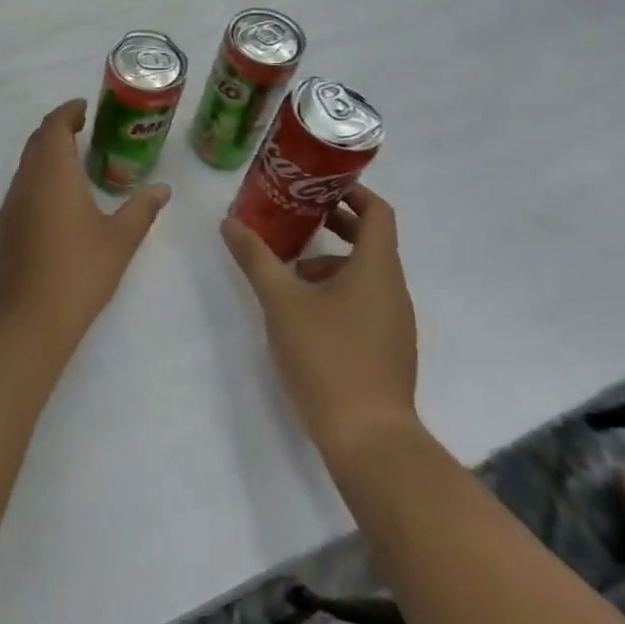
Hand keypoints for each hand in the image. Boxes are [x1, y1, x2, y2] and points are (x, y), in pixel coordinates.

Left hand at [0, 100, 170, 357]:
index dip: (68, 112)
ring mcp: (10, 204)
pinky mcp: (3, 226)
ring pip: (26, 165)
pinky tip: (57, 201)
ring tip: (74, 162)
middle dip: (57, 129)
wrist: (27, 316)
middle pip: (37, 141)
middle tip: (84, 130)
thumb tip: (162, 189)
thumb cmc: (79, 271)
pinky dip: (38, 179)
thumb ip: (141, 210)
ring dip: (46, 155)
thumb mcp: (120, 240)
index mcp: (53, 172)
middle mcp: (26, 180)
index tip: (84, 108)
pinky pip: (21, 188)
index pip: (54, 126)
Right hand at [220, 183, 419, 468]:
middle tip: (295, 216)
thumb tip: (230, 223)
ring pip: (366, 273)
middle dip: (334, 224)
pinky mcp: (388, 348)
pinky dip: (338, 289)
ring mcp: (394, 322)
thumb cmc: (328, 358)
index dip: (353, 192)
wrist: (369, 439)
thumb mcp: (282, 302)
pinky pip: (366, 300)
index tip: (319, 184)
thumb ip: (256, 259)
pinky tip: (304, 310)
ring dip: (330, 260)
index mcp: (377, 269)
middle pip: (371, 241)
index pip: (378, 213)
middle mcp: (393, 290)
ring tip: (289, 270)